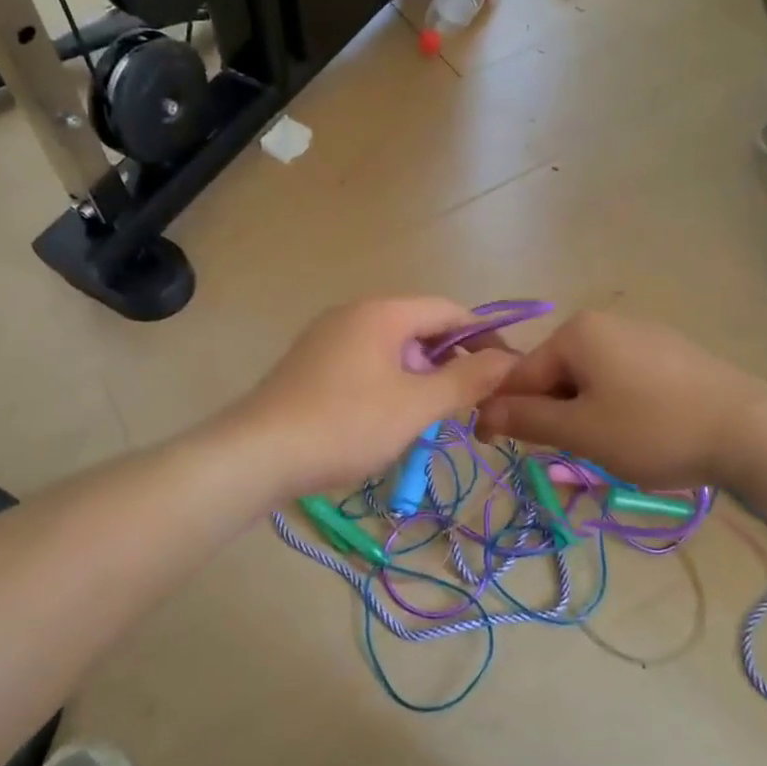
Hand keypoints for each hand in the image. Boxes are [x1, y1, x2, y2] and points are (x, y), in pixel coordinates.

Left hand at [228, 298, 518, 497]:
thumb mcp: (415, 406)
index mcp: (382, 313)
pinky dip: (389, 385)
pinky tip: (387, 421)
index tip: (506, 373)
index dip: (484, 338)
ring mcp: (327, 339)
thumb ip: (466, 380)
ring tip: (430, 418)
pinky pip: (365, 365)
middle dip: (450, 363)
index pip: (449, 311)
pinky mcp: (310, 365)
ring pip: (392, 350)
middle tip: (469, 405)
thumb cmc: (345, 425)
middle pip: (420, 329)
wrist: (257, 454)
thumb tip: (508, 360)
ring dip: (420, 378)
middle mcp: (353, 314)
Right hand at [474, 310, 766, 488]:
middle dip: (552, 414)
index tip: (493, 447)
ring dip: (582, 414)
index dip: (504, 412)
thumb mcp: (581, 431)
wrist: (752, 432)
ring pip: (588, 380)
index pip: (520, 373)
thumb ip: (526, 419)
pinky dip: (614, 407)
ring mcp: (642, 335)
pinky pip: (621, 379)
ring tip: (606, 448)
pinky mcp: (670, 354)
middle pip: (555, 374)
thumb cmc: (653, 429)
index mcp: (577, 332)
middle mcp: (606, 322)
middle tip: (567, 455)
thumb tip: (482, 412)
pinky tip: (638, 432)